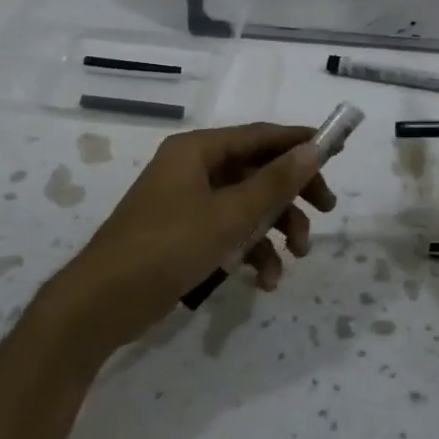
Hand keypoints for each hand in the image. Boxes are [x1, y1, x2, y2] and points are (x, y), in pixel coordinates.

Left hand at [52, 123, 337, 349]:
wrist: (102, 303)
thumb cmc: (167, 247)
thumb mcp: (229, 215)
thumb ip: (274, 182)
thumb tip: (314, 148)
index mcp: (197, 151)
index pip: (259, 135)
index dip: (299, 143)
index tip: (336, 153)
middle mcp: (192, 169)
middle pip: (256, 171)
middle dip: (291, 195)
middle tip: (325, 211)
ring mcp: (186, 203)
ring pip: (246, 206)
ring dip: (274, 230)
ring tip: (294, 259)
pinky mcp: (184, 234)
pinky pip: (228, 231)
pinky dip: (249, 251)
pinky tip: (263, 281)